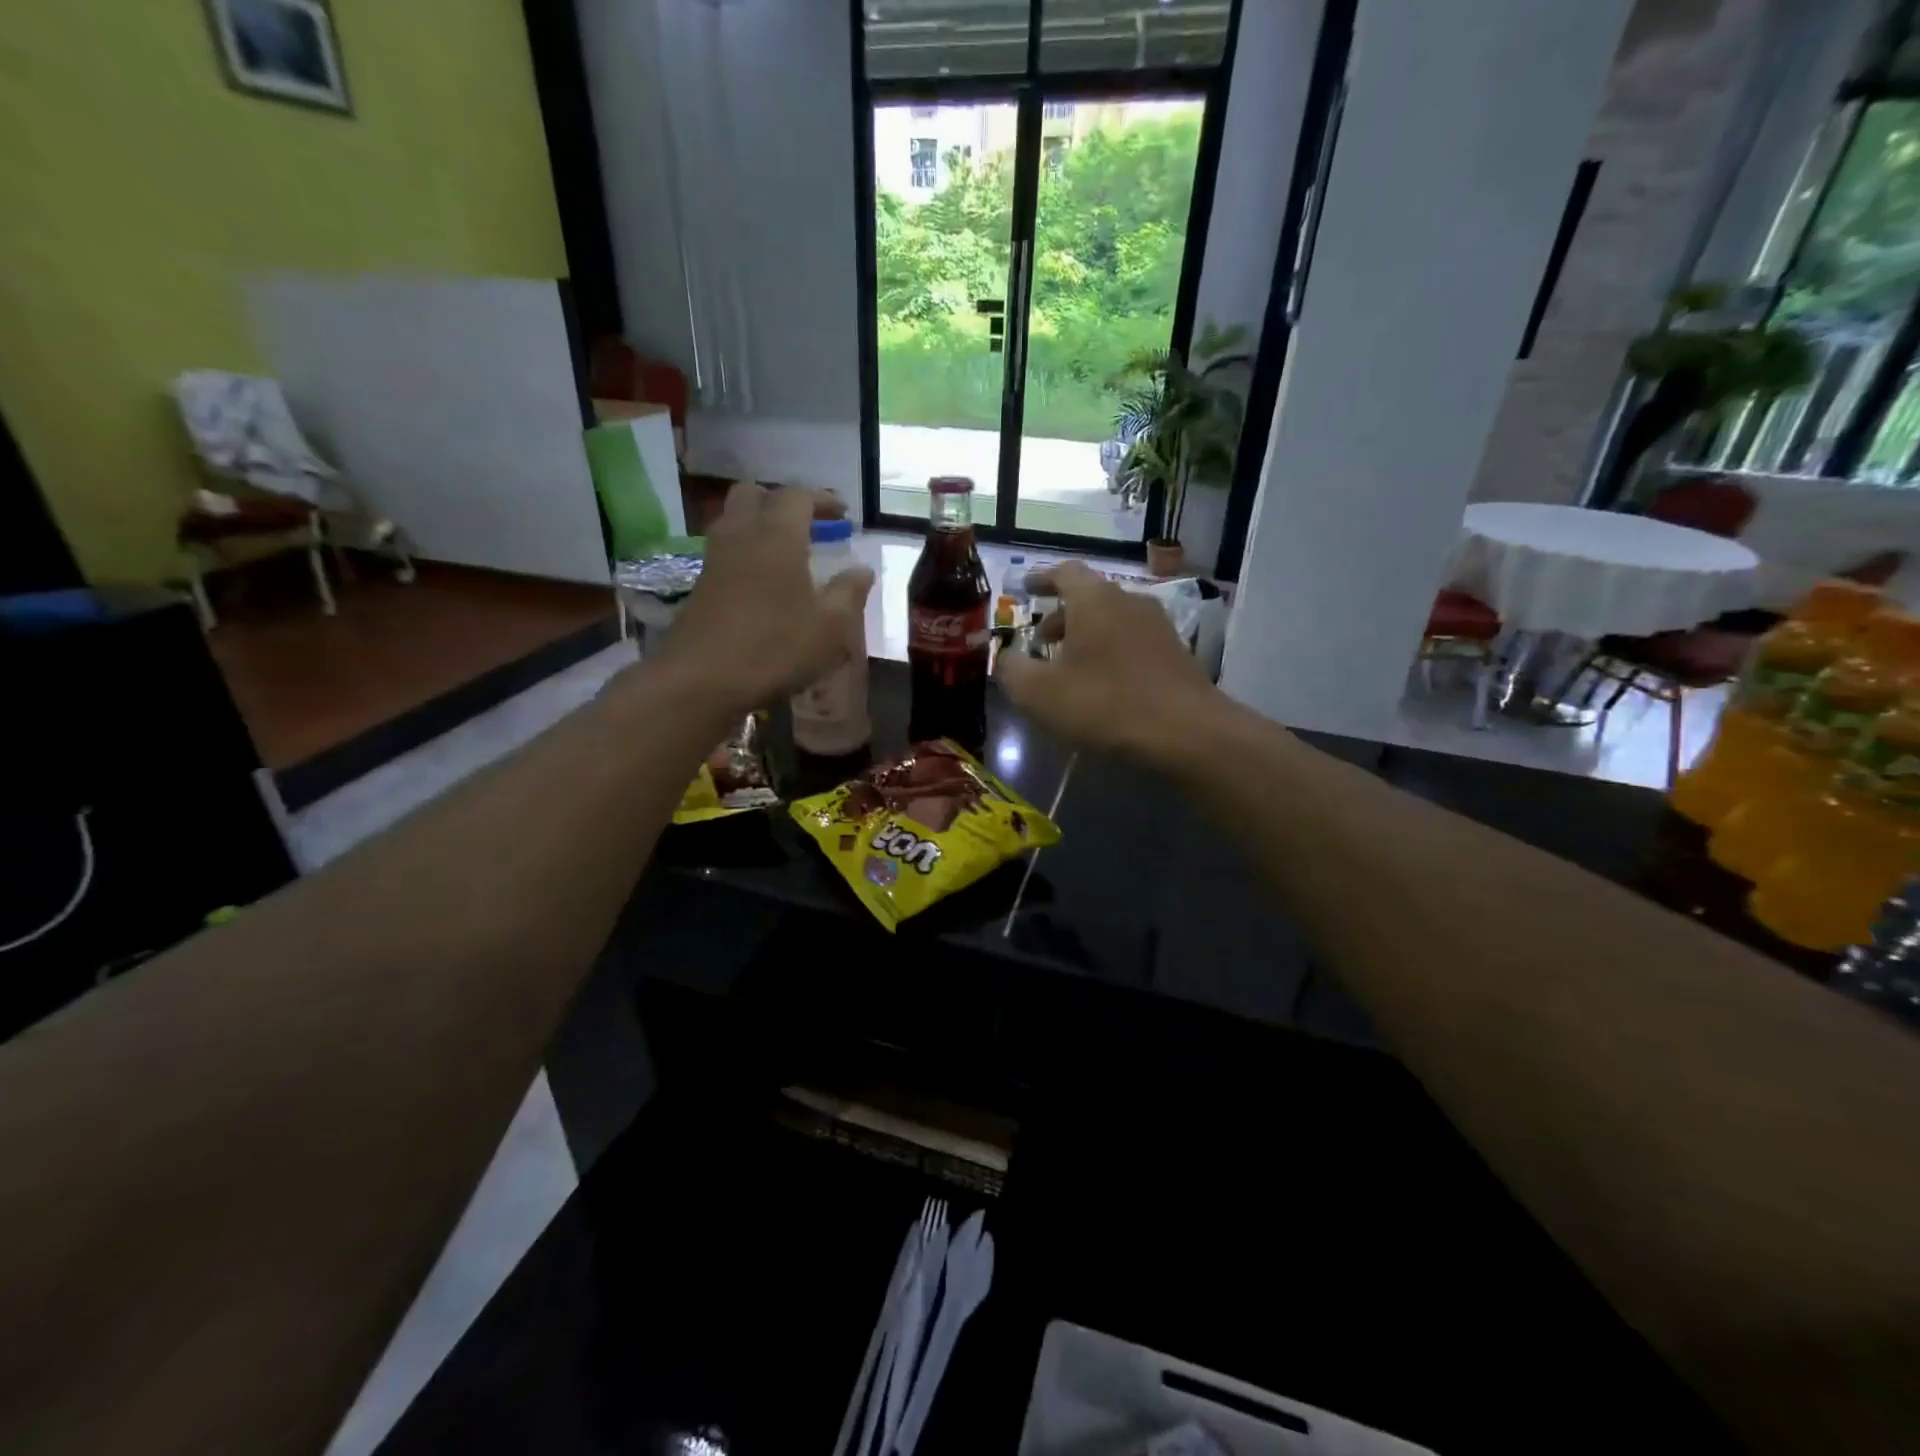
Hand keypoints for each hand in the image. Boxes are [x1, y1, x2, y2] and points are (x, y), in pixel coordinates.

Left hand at [650, 483, 873, 715]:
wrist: (701, 679)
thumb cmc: (775, 648)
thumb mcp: (830, 627)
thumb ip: (849, 593)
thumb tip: (862, 571)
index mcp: (777, 536)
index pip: (798, 496)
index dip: (822, 499)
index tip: (842, 513)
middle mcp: (741, 535)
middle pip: (754, 495)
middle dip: (781, 502)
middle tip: (807, 524)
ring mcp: (715, 559)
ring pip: (733, 521)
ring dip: (759, 525)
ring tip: (786, 551)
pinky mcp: (700, 585)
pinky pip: (724, 551)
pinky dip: (745, 552)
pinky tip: (762, 582)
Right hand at [995, 561, 1222, 762]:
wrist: (1187, 732)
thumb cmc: (1105, 703)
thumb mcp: (1039, 692)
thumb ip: (1012, 669)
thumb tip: (1004, 657)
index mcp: (1094, 599)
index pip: (1064, 572)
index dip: (1041, 579)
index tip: (1026, 587)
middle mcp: (1129, 601)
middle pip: (1089, 598)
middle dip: (1061, 616)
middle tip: (1040, 641)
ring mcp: (1159, 626)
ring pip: (1112, 621)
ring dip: (1087, 637)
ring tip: (1069, 667)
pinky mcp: (1176, 654)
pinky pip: (1132, 643)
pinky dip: (1111, 653)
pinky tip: (1103, 685)